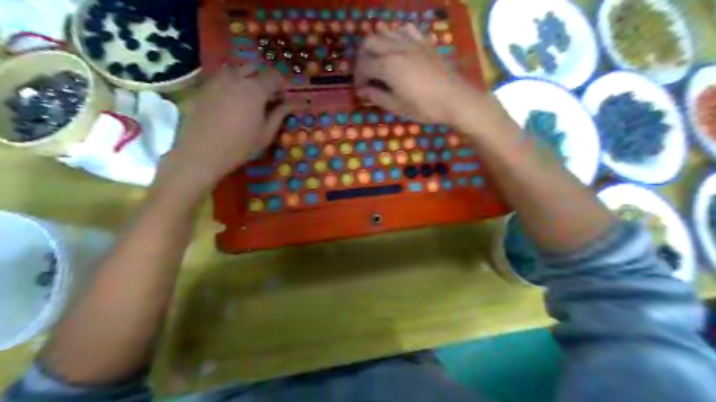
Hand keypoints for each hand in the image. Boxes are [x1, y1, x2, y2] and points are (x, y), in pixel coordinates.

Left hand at [163, 64, 293, 189]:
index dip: (282, 86)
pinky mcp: (203, 88)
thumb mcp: (266, 133)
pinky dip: (230, 84)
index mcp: (255, 89)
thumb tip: (295, 103)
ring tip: (246, 99)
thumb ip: (280, 113)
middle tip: (265, 99)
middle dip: (263, 80)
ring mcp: (216, 81)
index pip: (274, 76)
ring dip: (245, 79)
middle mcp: (236, 78)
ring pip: (235, 71)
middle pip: (254, 69)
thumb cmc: (240, 146)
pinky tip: (229, 102)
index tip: (283, 100)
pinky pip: (221, 78)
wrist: (201, 153)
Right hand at [353, 23, 483, 126]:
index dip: (358, 78)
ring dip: (377, 45)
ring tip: (379, 61)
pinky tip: (399, 49)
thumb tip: (363, 91)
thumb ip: (377, 96)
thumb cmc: (425, 107)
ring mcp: (412, 42)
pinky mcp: (424, 42)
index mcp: (388, 66)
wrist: (456, 99)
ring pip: (385, 32)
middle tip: (366, 74)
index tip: (361, 90)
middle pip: (369, 43)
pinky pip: (406, 30)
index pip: (363, 66)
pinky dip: (397, 36)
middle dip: (362, 57)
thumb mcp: (398, 107)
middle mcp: (396, 48)